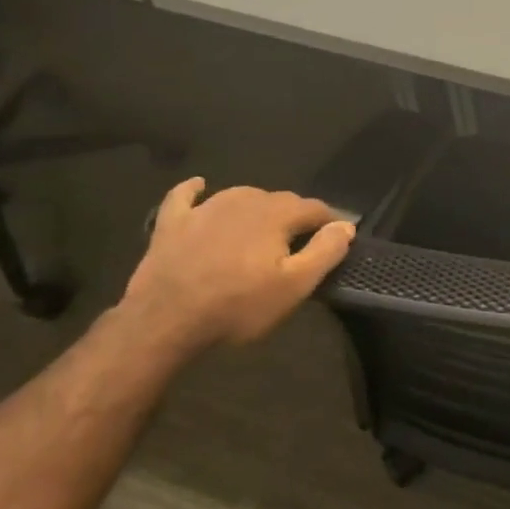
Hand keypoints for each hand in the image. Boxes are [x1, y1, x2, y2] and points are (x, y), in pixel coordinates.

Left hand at [117, 178, 354, 352]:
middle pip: (280, 200)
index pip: (315, 208)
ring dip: (258, 208)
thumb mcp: (294, 286)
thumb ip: (325, 251)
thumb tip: (346, 225)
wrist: (163, 322)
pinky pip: (186, 196)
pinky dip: (196, 190)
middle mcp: (243, 200)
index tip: (336, 241)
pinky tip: (200, 186)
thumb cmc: (237, 306)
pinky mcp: (172, 223)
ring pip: (242, 196)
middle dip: (295, 217)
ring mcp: (204, 208)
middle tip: (299, 245)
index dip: (330, 223)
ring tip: (263, 231)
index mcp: (276, 213)